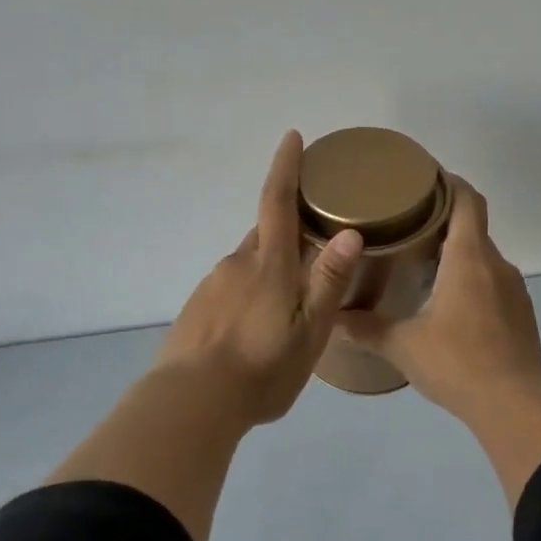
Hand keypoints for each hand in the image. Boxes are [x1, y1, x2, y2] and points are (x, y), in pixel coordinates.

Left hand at [154, 131, 363, 426]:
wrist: (191, 403)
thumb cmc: (262, 369)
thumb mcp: (309, 332)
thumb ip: (328, 282)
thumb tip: (349, 233)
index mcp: (268, 265)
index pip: (277, 202)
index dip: (285, 168)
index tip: (292, 138)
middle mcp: (236, 264)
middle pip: (264, 233)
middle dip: (287, 230)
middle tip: (313, 246)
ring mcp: (212, 286)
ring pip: (248, 264)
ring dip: (269, 271)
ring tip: (287, 306)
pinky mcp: (196, 308)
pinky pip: (229, 288)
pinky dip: (248, 295)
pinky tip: (255, 328)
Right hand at [337, 176, 540, 421]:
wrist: (514, 404)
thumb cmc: (457, 363)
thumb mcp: (403, 345)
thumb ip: (367, 328)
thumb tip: (332, 318)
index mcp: (469, 259)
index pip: (467, 200)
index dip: (449, 182)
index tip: (425, 178)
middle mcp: (497, 265)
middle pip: (474, 227)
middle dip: (444, 220)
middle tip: (408, 226)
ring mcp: (514, 290)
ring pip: (484, 258)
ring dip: (458, 254)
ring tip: (424, 265)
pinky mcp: (521, 314)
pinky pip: (494, 284)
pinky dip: (472, 281)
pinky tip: (450, 305)